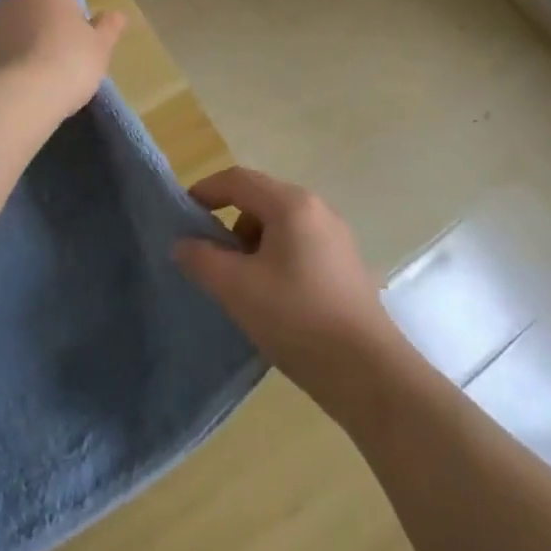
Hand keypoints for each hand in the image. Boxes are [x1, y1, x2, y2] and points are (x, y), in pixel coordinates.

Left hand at [0, 0, 126, 123]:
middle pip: (35, 15)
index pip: (65, 0)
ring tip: (34, 86)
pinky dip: (1, 71)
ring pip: (11, 36)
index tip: (78, 51)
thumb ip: (109, 28)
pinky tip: (12, 94)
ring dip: (20, 52)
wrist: (14, 99)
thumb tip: (117, 14)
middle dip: (43, 35)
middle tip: (58, 68)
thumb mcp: (100, 48)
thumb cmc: (68, 64)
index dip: (74, 26)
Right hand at [174, 167, 396, 396]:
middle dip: (230, 222)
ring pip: (280, 224)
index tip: (182, 213)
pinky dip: (275, 257)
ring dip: (252, 243)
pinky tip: (271, 296)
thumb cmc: (297, 319)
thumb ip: (203, 260)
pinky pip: (298, 244)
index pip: (239, 179)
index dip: (206, 190)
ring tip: (240, 283)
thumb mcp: (238, 290)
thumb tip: (182, 243)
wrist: (368, 371)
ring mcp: (335, 235)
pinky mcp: (345, 263)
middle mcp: (316, 208)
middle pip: (260, 199)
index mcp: (291, 203)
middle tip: (209, 256)